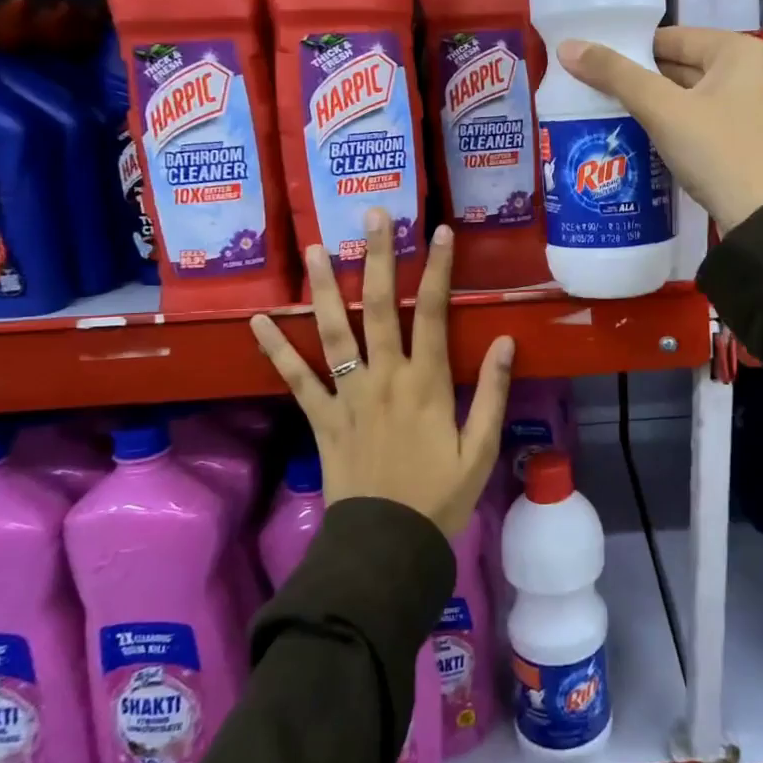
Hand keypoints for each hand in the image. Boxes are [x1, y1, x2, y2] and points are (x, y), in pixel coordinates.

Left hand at [248, 210, 515, 537]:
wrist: (386, 546)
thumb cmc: (440, 498)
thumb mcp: (480, 450)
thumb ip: (491, 393)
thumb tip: (503, 341)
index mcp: (425, 383)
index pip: (432, 312)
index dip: (437, 269)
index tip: (440, 231)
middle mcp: (383, 377)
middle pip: (377, 307)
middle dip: (376, 257)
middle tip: (372, 215)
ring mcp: (347, 395)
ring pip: (332, 332)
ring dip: (322, 288)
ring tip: (313, 248)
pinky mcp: (321, 419)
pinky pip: (295, 380)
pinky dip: (275, 350)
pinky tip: (258, 320)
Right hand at [557, 27, 762, 234]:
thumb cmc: (717, 151)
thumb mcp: (662, 110)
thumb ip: (615, 76)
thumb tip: (567, 47)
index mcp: (739, 51)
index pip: (672, 38)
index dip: (631, 50)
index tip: (594, 67)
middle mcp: (753, 72)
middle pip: (683, 67)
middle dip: (641, 81)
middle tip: (595, 93)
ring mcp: (754, 109)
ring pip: (691, 97)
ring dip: (656, 107)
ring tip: (611, 116)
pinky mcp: (749, 141)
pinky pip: (703, 122)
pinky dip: (676, 127)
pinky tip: (645, 140)